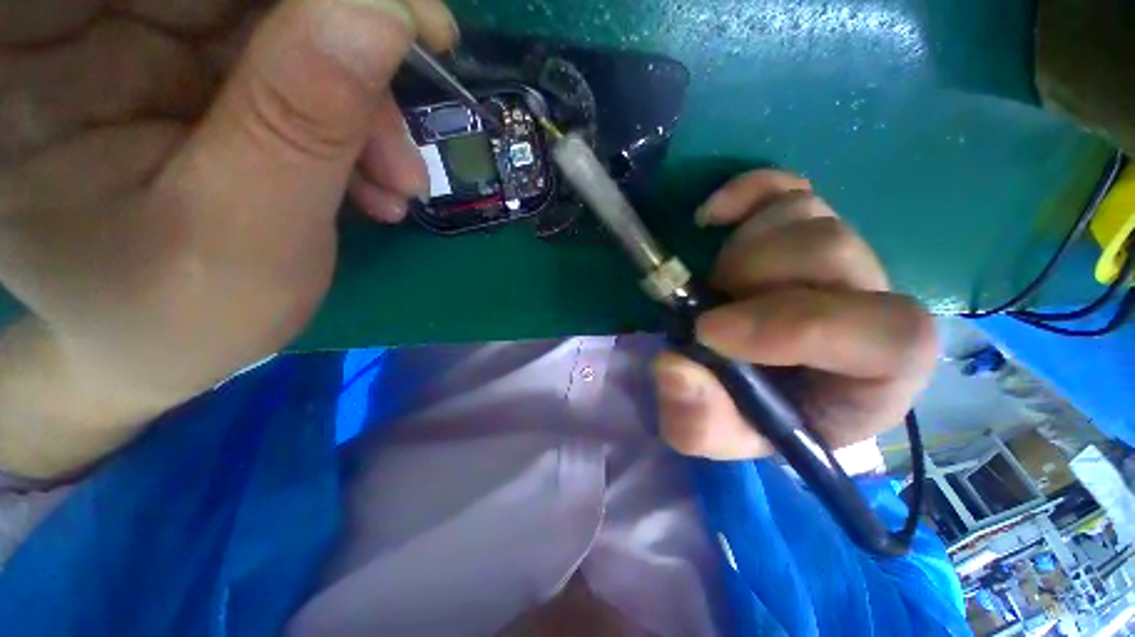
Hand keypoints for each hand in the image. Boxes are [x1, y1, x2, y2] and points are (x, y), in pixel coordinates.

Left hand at [0, 0, 455, 477]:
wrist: (163, 342)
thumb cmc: (180, 316)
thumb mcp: (245, 234)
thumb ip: (303, 121)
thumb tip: (386, 14)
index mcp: (26, 64)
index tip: (411, 23)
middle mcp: (67, 28)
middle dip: (347, 52)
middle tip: (406, 137)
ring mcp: (128, 37)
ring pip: (276, 20)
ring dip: (359, 102)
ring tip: (395, 183)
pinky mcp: (182, 62)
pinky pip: (286, 55)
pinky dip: (348, 114)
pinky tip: (373, 175)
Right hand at [655, 171, 937, 459]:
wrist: (758, 381)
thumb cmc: (753, 414)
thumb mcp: (721, 435)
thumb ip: (700, 420)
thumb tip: (673, 367)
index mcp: (880, 372)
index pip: (888, 334)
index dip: (795, 326)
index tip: (710, 332)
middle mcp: (875, 301)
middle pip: (832, 251)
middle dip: (750, 277)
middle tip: (708, 305)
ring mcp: (842, 253)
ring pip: (804, 215)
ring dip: (739, 250)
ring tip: (716, 286)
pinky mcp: (805, 225)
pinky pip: (785, 186)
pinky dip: (744, 194)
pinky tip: (712, 219)